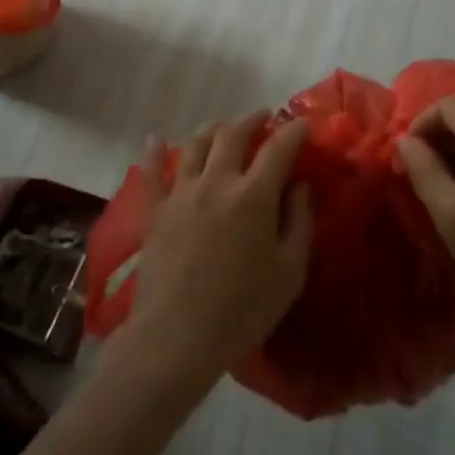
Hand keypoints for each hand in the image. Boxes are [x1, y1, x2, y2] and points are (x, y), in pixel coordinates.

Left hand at [117, 113, 312, 395]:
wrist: (177, 336)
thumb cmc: (242, 310)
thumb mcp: (289, 273)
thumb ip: (299, 222)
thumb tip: (300, 185)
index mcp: (254, 195)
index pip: (279, 148)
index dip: (293, 131)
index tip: (303, 124)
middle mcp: (216, 182)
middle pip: (233, 134)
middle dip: (252, 120)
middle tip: (263, 118)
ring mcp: (181, 193)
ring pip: (196, 144)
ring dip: (213, 128)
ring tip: (223, 127)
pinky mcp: (155, 210)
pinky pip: (151, 172)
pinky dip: (154, 152)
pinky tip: (155, 139)